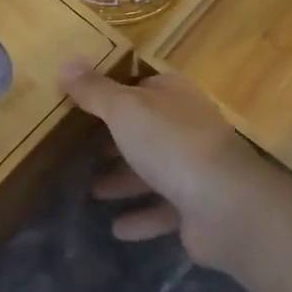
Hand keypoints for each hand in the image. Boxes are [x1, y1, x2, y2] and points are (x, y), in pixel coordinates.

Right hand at [58, 61, 282, 274]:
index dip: (112, 93)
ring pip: (152, 171)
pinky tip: (116, 229)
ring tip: (91, 191)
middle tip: (79, 151)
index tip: (79, 105)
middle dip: (115, 141)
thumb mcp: (125, 109)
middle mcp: (188, 127)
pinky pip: (163, 210)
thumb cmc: (171, 144)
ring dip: (124, 180)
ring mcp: (195, 167)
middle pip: (145, 130)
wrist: (225, 205)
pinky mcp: (197, 207)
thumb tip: (66, 62)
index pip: (140, 86)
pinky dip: (141, 217)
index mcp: (174, 96)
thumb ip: (95, 90)